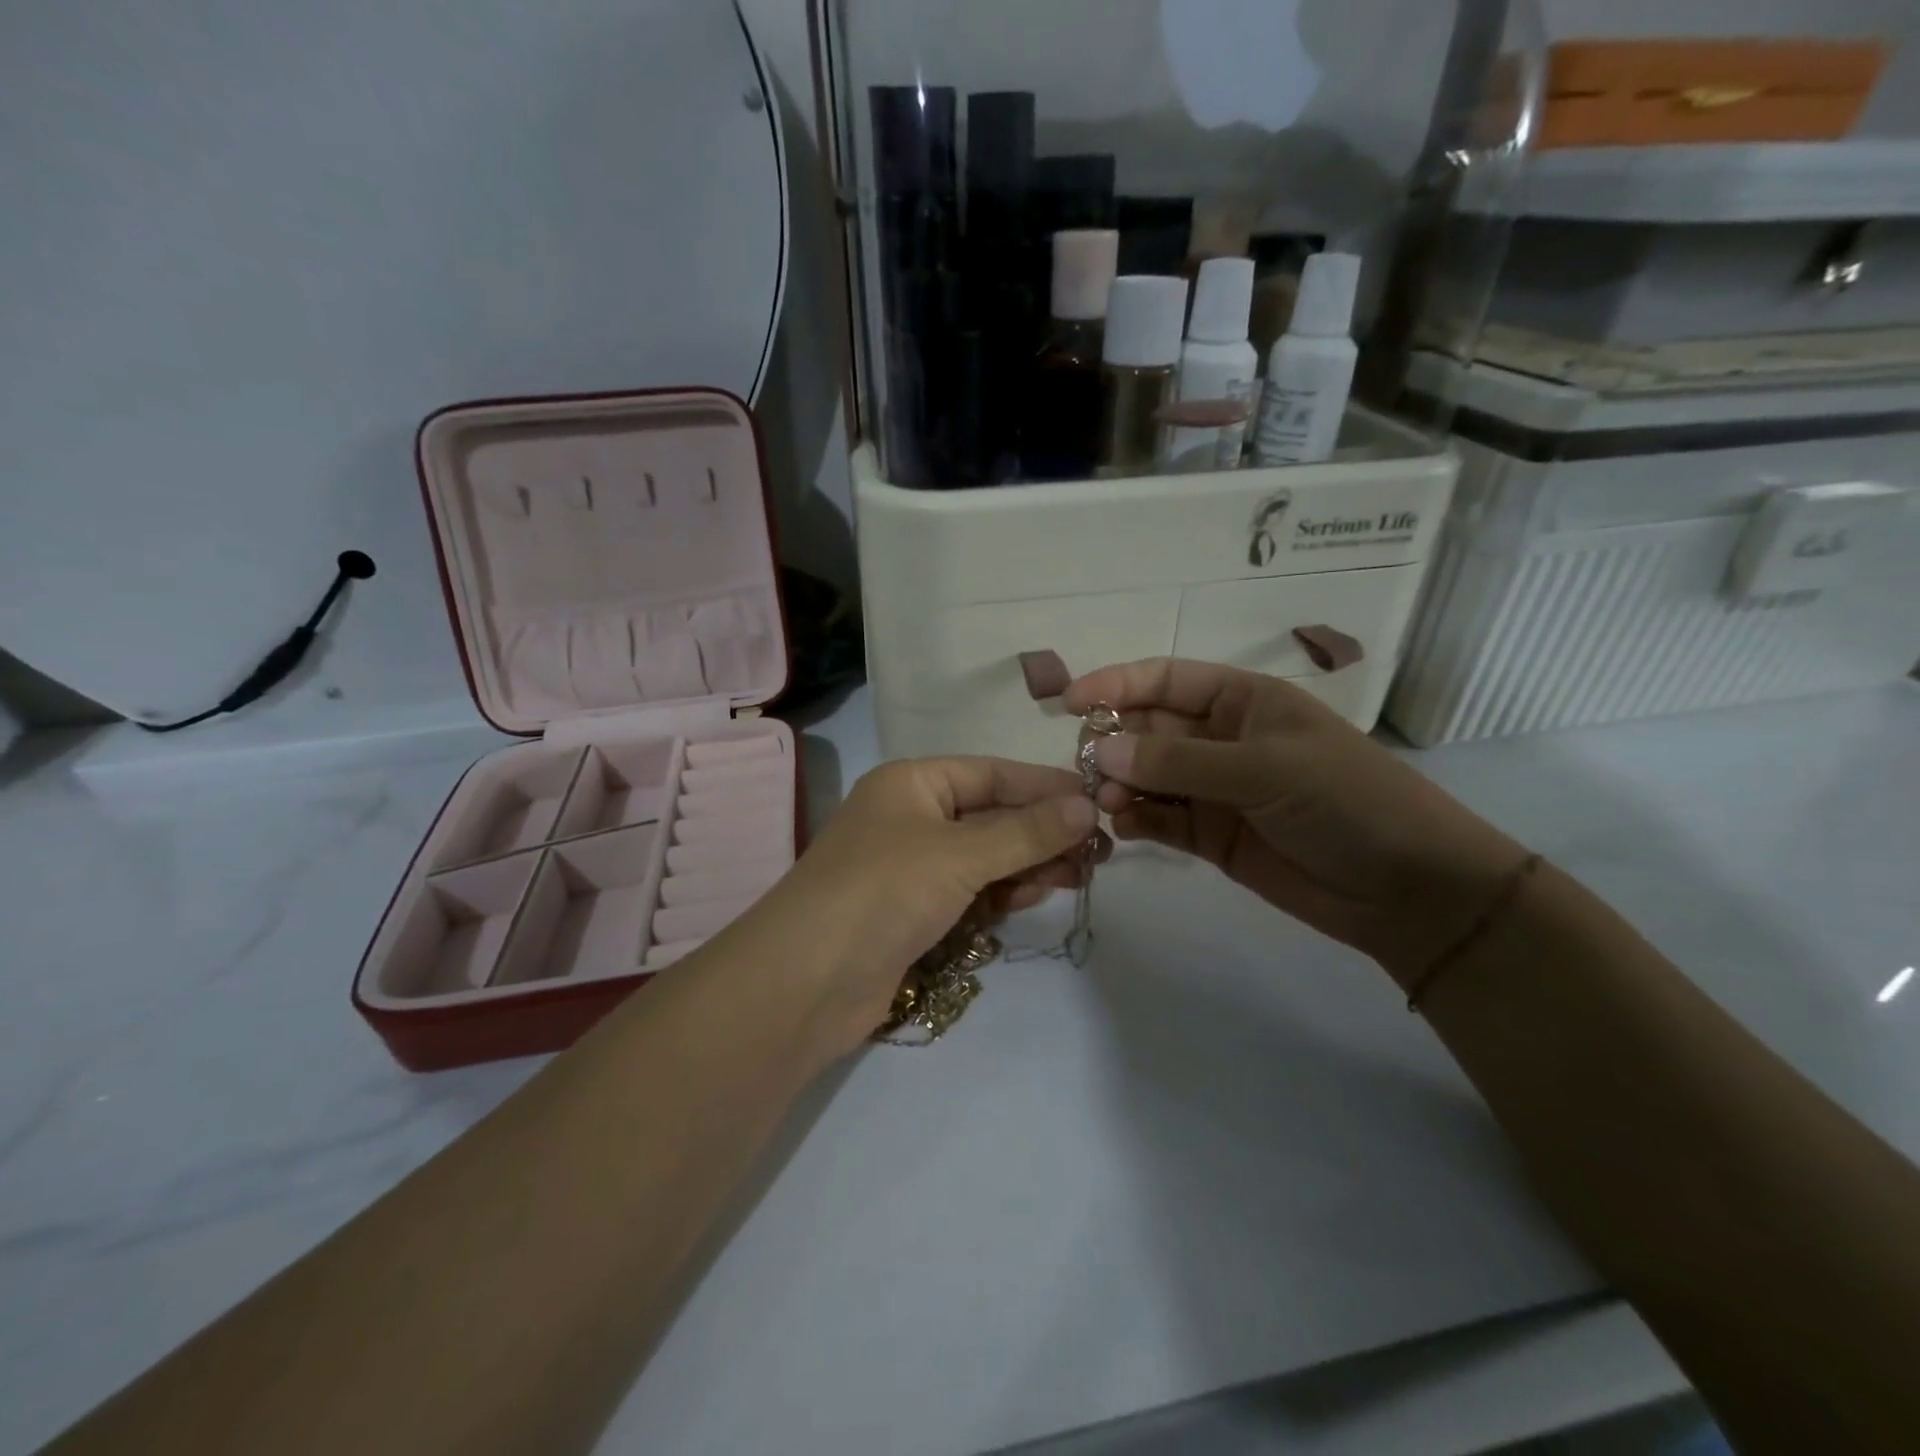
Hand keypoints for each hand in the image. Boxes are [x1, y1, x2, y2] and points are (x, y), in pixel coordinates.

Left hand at [750, 758, 1105, 1055]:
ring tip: (1078, 875)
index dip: (1045, 786)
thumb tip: (1087, 806)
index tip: (1097, 802)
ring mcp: (911, 867)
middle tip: (1098, 851)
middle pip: (991, 816)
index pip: (991, 773)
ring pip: (985, 857)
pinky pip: (971, 891)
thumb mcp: (960, 854)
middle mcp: (911, 817)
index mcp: (912, 783)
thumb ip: (1026, 831)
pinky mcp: (914, 912)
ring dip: (1028, 863)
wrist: (807, 982)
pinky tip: (1033, 896)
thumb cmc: (884, 891)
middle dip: (1042, 831)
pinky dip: (1002, 892)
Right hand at [1065, 658, 1529, 984]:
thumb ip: (1180, 761)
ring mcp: (1214, 790)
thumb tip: (1102, 749)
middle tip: (1088, 769)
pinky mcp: (1211, 836)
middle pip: (1147, 729)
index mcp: (1242, 701)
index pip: (1164, 680)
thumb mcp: (1265, 768)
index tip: (1068, 703)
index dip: (1115, 684)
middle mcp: (1221, 739)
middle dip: (1114, 742)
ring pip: (1147, 776)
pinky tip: (1124, 827)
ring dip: (1120, 784)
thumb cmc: (1346, 801)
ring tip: (1107, 803)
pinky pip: (1160, 819)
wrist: (1407, 889)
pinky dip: (1137, 820)